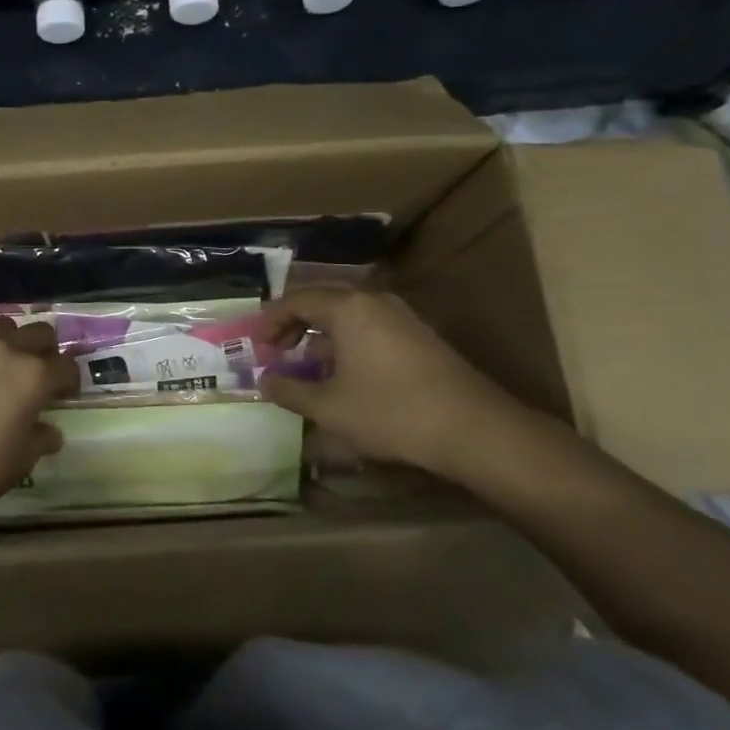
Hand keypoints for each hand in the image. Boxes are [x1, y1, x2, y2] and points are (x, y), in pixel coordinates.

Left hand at [0, 317, 78, 526]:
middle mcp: (6, 351)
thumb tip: (50, 431)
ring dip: (10, 339)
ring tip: (4, 360)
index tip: (65, 395)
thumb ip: (41, 439)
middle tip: (40, 373)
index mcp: (34, 376)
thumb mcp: (21, 461)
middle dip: (46, 351)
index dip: (70, 381)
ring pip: (1, 325)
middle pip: (39, 333)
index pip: (66, 366)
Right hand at [256, 286, 540, 480]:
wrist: (472, 429)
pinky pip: (370, 327)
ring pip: (349, 315)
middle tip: (276, 349)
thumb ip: (290, 390)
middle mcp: (374, 301)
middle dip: (294, 322)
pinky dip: (347, 342)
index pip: (296, 300)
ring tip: (307, 364)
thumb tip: (266, 381)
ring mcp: (402, 317)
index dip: (271, 321)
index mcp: (347, 308)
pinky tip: (345, 374)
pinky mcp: (420, 337)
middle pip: (323, 300)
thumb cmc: (390, 412)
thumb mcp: (329, 407)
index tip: (257, 345)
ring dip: (321, 334)